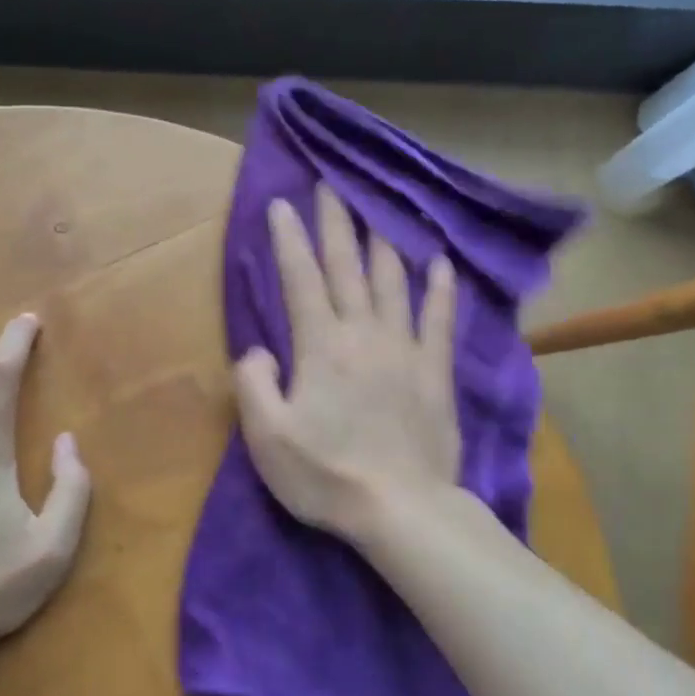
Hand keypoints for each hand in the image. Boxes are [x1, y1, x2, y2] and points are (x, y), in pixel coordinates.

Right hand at [235, 185, 461, 545]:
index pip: (300, 278)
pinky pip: (439, 319)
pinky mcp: (435, 371)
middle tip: (330, 185)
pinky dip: (440, 287)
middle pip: (347, 266)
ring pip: (393, 281)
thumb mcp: (267, 437)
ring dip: (382, 242)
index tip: (281, 204)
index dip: (288, 239)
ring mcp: (404, 349)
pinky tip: (440, 262)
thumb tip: (259, 350)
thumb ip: (254, 384)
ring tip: (377, 211)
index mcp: (320, 346)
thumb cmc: (326, 475)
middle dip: (335, 222)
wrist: (401, 510)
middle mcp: (363, 333)